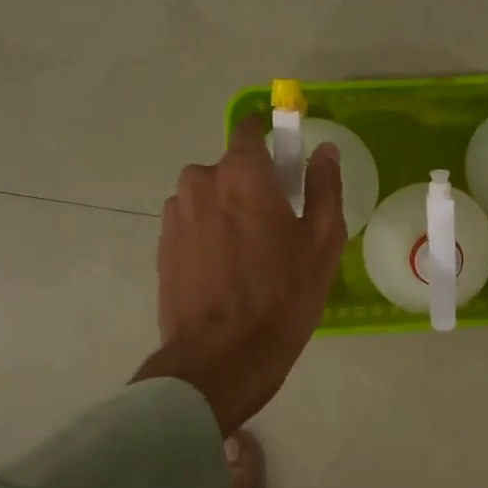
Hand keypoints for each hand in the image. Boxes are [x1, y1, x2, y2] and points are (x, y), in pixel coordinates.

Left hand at [134, 115, 345, 433]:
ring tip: (250, 258)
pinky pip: (194, 225)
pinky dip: (210, 236)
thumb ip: (325, 186)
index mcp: (241, 172)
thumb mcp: (322, 240)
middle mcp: (200, 181)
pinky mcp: (162, 246)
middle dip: (253, 187)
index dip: (271, 141)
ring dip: (229, 213)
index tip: (287, 167)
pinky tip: (227, 273)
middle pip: (232, 169)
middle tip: (278, 229)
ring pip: (210, 198)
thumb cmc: (281, 295)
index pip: (250, 130)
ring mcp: (175, 215)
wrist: (220, 358)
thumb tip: (323, 150)